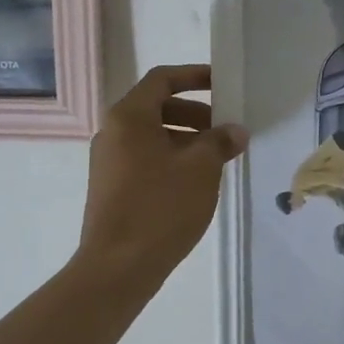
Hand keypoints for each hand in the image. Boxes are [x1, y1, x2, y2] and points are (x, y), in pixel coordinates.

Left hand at [78, 65, 247, 289]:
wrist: (117, 266)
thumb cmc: (160, 207)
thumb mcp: (200, 169)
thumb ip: (220, 142)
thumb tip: (235, 131)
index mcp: (129, 116)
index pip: (162, 79)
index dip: (194, 76)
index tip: (222, 83)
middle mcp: (112, 132)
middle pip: (157, 107)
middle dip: (195, 114)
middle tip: (225, 130)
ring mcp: (108, 161)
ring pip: (152, 136)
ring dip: (186, 139)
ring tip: (217, 159)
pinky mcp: (111, 187)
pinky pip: (145, 158)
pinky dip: (171, 159)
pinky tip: (196, 182)